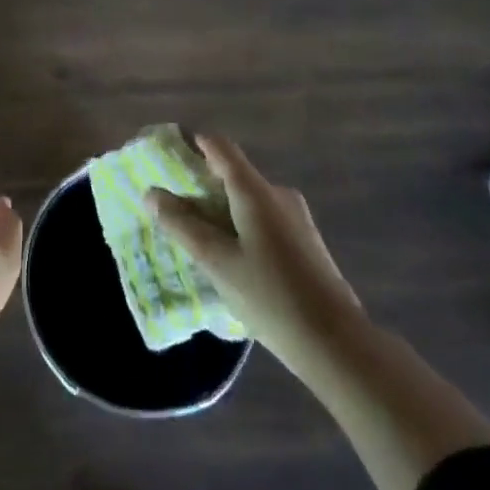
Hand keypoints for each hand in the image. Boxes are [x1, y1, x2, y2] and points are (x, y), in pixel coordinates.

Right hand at [149, 134, 363, 371]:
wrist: (337, 344)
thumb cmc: (271, 297)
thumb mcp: (217, 263)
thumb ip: (183, 225)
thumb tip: (152, 193)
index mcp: (256, 191)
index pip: (220, 147)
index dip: (193, 144)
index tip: (168, 157)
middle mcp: (278, 195)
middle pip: (234, 176)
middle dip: (202, 188)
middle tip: (175, 212)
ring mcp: (296, 219)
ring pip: (249, 202)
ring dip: (222, 213)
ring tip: (198, 242)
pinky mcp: (305, 243)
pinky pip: (264, 221)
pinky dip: (241, 229)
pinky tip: (232, 262)